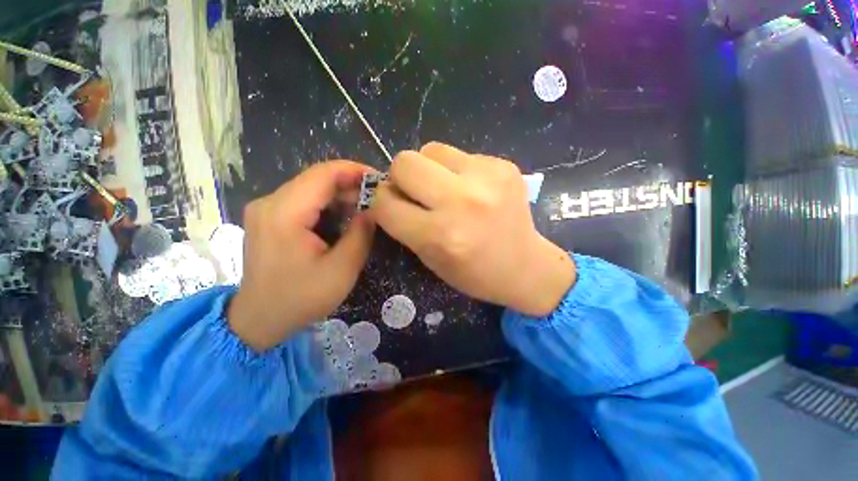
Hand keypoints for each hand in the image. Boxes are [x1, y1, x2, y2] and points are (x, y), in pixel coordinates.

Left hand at [228, 161, 375, 350]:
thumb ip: (361, 234)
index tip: (380, 179)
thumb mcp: (342, 269)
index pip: (323, 174)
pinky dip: (327, 204)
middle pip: (316, 178)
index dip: (354, 171)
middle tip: (377, 198)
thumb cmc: (301, 298)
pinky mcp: (269, 218)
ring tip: (365, 208)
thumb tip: (373, 209)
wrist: (259, 320)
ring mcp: (266, 209)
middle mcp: (270, 203)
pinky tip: (344, 217)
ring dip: (340, 195)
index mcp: (285, 213)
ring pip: (311, 188)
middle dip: (350, 184)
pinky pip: (303, 200)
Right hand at [370, 143, 575, 316]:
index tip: (390, 205)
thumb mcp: (430, 258)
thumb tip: (385, 191)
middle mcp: (462, 201)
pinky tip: (471, 189)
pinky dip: (456, 169)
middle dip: (401, 177)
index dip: (380, 203)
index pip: (385, 204)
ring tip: (445, 188)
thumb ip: (403, 224)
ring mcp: (486, 178)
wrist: (525, 266)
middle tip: (416, 193)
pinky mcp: (503, 165)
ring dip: (428, 168)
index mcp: (440, 235)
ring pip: (430, 149)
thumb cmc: (474, 273)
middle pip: (404, 162)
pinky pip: (460, 154)